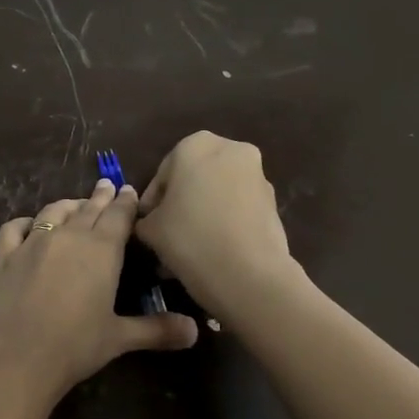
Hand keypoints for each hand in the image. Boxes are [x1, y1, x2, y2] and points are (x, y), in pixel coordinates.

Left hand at [0, 179, 198, 401]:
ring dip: (68, 205)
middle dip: (100, 197)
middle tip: (107, 186)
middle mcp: (69, 237)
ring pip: (54, 212)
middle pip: (88, 209)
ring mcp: (33, 243)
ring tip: (76, 204)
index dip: (126, 202)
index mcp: (102, 251)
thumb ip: (157, 330)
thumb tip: (195, 332)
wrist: (16, 357)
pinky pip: (15, 228)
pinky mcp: (4, 256)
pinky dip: (25, 222)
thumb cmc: (75, 346)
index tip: (129, 190)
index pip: (119, 216)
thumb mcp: (120, 338)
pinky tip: (29, 224)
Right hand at [135, 132, 294, 317]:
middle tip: (166, 236)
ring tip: (187, 250)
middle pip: (193, 180)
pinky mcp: (273, 203)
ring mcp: (257, 176)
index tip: (145, 226)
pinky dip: (224, 224)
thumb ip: (145, 219)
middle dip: (180, 206)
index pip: (162, 174)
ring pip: (217, 195)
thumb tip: (150, 222)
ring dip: (201, 216)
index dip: (151, 203)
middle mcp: (230, 150)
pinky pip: (238, 210)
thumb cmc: (189, 237)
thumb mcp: (150, 229)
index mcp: (195, 145)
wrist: (248, 273)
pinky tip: (211, 253)